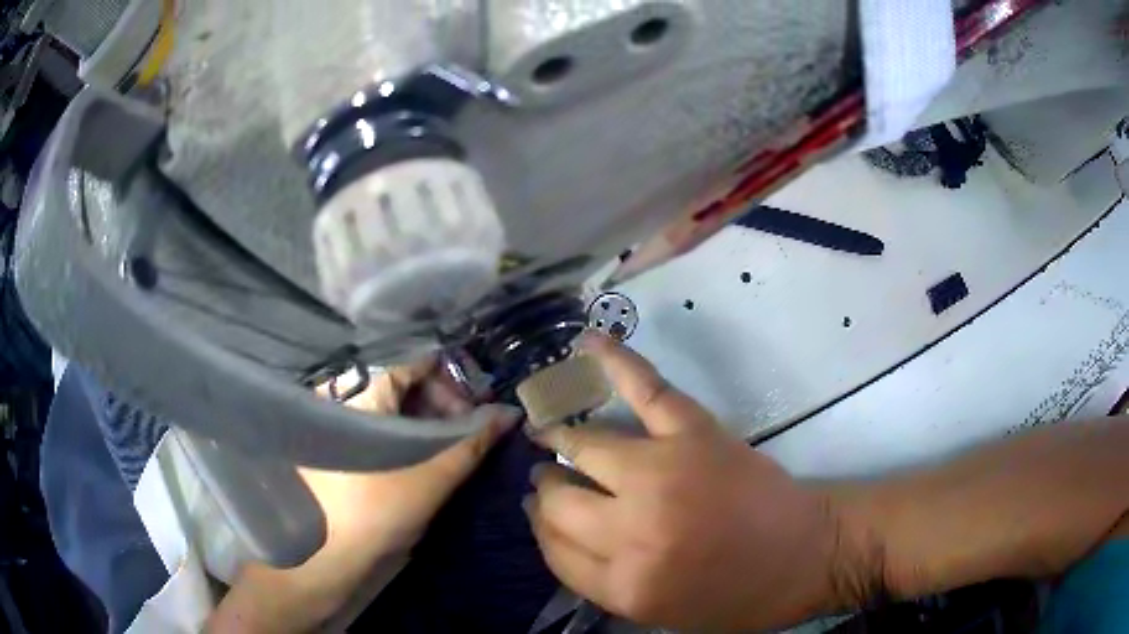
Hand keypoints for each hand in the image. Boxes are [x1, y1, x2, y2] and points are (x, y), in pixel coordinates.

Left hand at [210, 357, 519, 633]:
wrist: (325, 553)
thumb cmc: (376, 509)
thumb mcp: (432, 476)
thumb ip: (473, 441)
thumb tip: (510, 413)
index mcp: (365, 389)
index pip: (418, 361)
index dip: (454, 378)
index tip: (479, 407)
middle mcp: (347, 394)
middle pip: (406, 381)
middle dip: (444, 403)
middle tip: (470, 433)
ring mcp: (340, 419)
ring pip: (394, 405)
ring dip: (428, 420)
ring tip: (452, 448)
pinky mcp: (339, 443)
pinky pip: (380, 424)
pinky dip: (407, 433)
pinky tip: (424, 456)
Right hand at [525, 334, 857, 631]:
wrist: (810, 555)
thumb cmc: (738, 595)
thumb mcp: (661, 613)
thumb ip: (602, 581)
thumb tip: (561, 532)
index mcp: (625, 585)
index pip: (553, 548)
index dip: (541, 527)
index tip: (539, 512)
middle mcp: (632, 531)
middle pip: (559, 503)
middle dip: (546, 489)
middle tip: (547, 478)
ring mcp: (663, 475)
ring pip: (586, 447)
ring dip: (560, 439)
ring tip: (550, 434)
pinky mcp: (695, 434)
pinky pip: (646, 391)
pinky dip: (616, 363)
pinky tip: (587, 344)